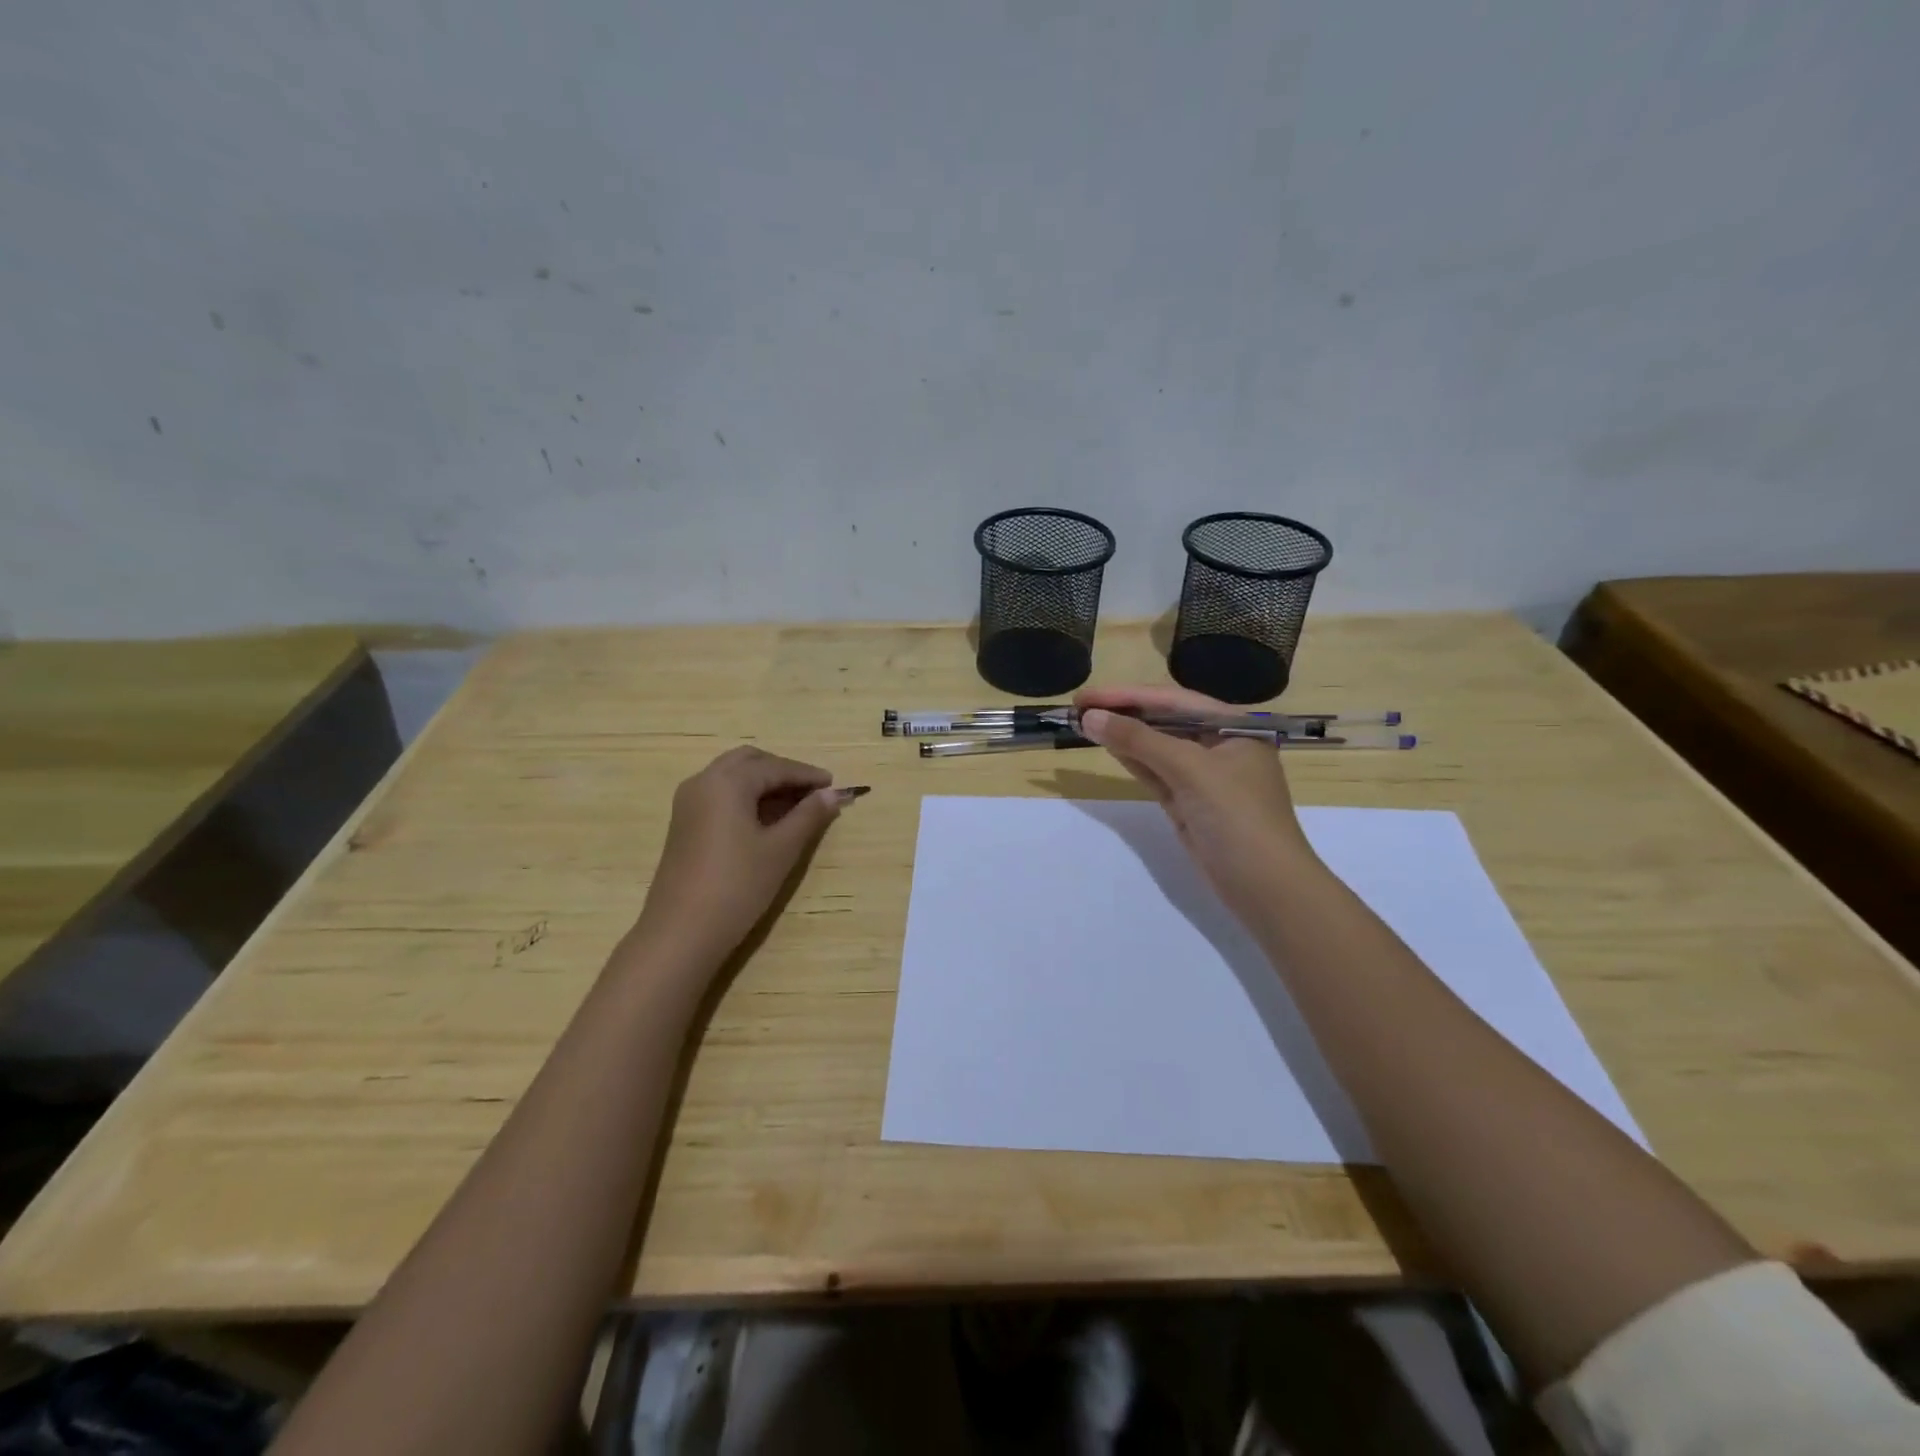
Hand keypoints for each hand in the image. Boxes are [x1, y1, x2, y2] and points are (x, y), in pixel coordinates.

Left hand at [633, 746, 846, 964]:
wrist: (682, 931)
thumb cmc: (737, 885)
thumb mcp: (781, 849)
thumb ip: (808, 816)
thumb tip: (833, 794)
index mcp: (727, 782)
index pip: (775, 767)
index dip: (807, 775)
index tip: (834, 785)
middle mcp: (703, 781)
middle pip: (749, 762)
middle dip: (782, 772)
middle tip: (812, 792)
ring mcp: (688, 802)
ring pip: (732, 776)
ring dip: (763, 783)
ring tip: (795, 806)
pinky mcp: (684, 823)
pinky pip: (720, 794)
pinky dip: (746, 796)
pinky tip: (766, 819)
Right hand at [1075, 685, 1318, 921]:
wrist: (1265, 886)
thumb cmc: (1236, 817)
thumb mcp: (1190, 770)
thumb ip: (1140, 740)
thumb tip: (1091, 717)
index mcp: (1233, 726)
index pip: (1172, 700)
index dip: (1126, 695)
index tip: (1085, 695)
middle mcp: (1219, 744)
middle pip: (1164, 720)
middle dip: (1124, 713)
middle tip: (1079, 707)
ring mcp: (1204, 776)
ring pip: (1157, 747)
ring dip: (1124, 735)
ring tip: (1085, 722)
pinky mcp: (1190, 802)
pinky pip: (1156, 773)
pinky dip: (1133, 760)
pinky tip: (1109, 746)